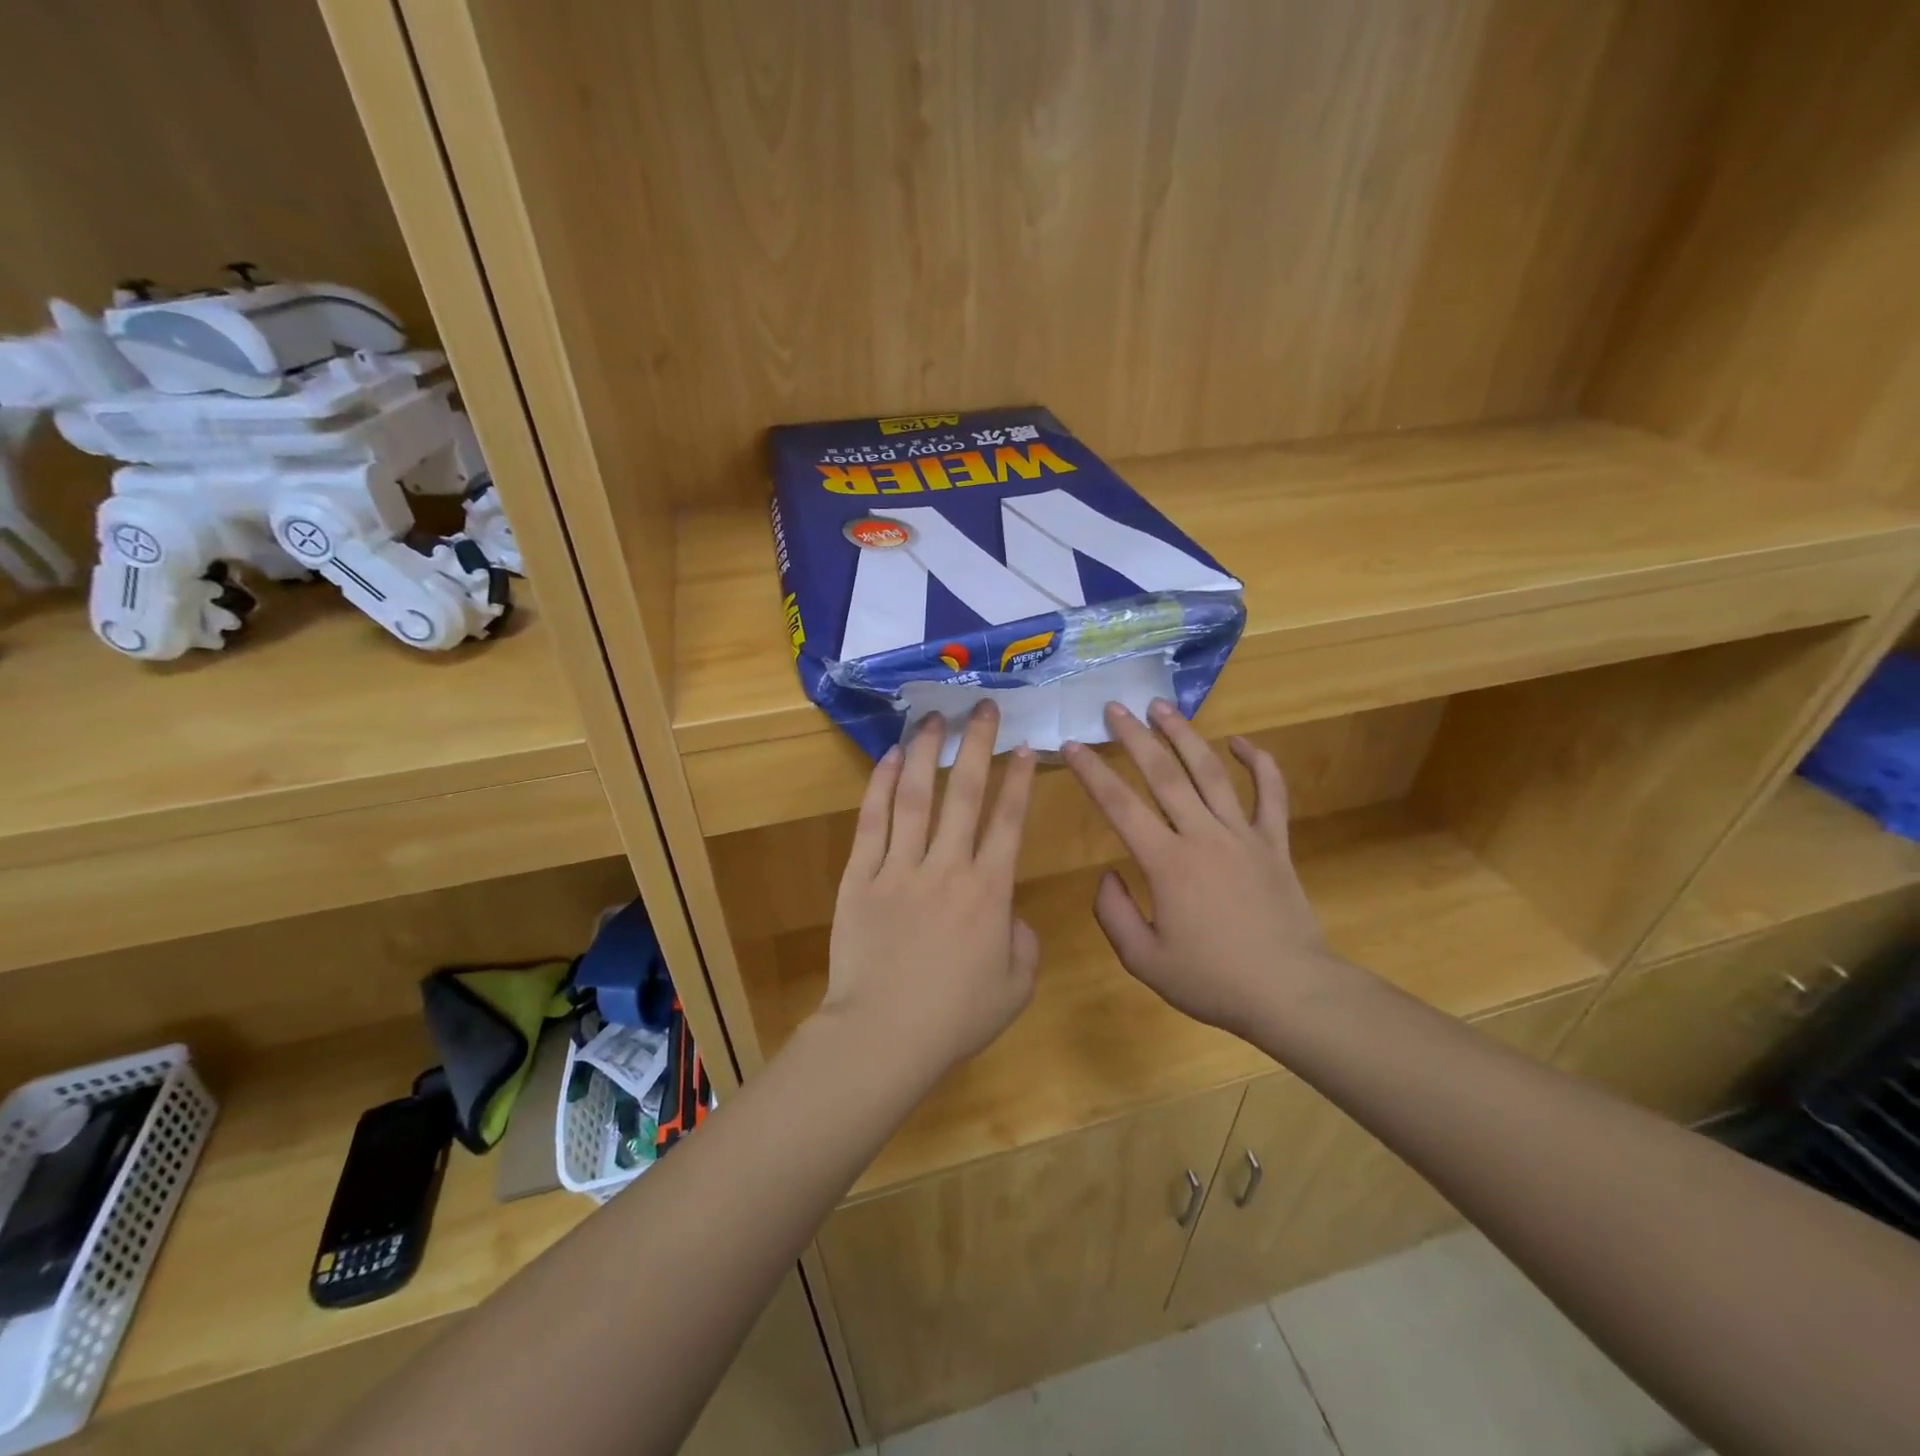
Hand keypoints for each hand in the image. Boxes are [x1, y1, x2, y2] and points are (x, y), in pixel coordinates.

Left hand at [822, 704, 1039, 1072]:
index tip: (1024, 746)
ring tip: (935, 717)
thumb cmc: (954, 1018)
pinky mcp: (860, 877)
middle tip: (984, 707)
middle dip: (978, 744)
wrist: (882, 1037)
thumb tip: (1009, 912)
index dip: (1019, 780)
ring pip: (915, 796)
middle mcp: (947, 867)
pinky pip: (871, 822)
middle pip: (965, 793)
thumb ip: (1024, 942)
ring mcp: (899, 868)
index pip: (1009, 821)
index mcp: (989, 891)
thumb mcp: (1014, 987)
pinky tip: (891, 756)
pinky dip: (880, 785)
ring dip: (928, 752)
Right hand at [1063, 699, 1357, 1038]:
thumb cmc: (1213, 980)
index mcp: (1167, 863)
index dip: (1092, 772)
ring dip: (1184, 735)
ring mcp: (1243, 835)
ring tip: (1161, 706)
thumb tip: (1107, 874)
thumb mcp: (1144, 960)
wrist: (1291, 994)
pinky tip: (1241, 742)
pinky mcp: (1274, 843)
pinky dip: (1259, 763)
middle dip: (1134, 737)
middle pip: (1164, 774)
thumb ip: (1113, 912)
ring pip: (1210, 772)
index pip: (1119, 805)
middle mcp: (1203, 836)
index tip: (1072, 745)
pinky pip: (1270, 794)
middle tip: (1114, 708)